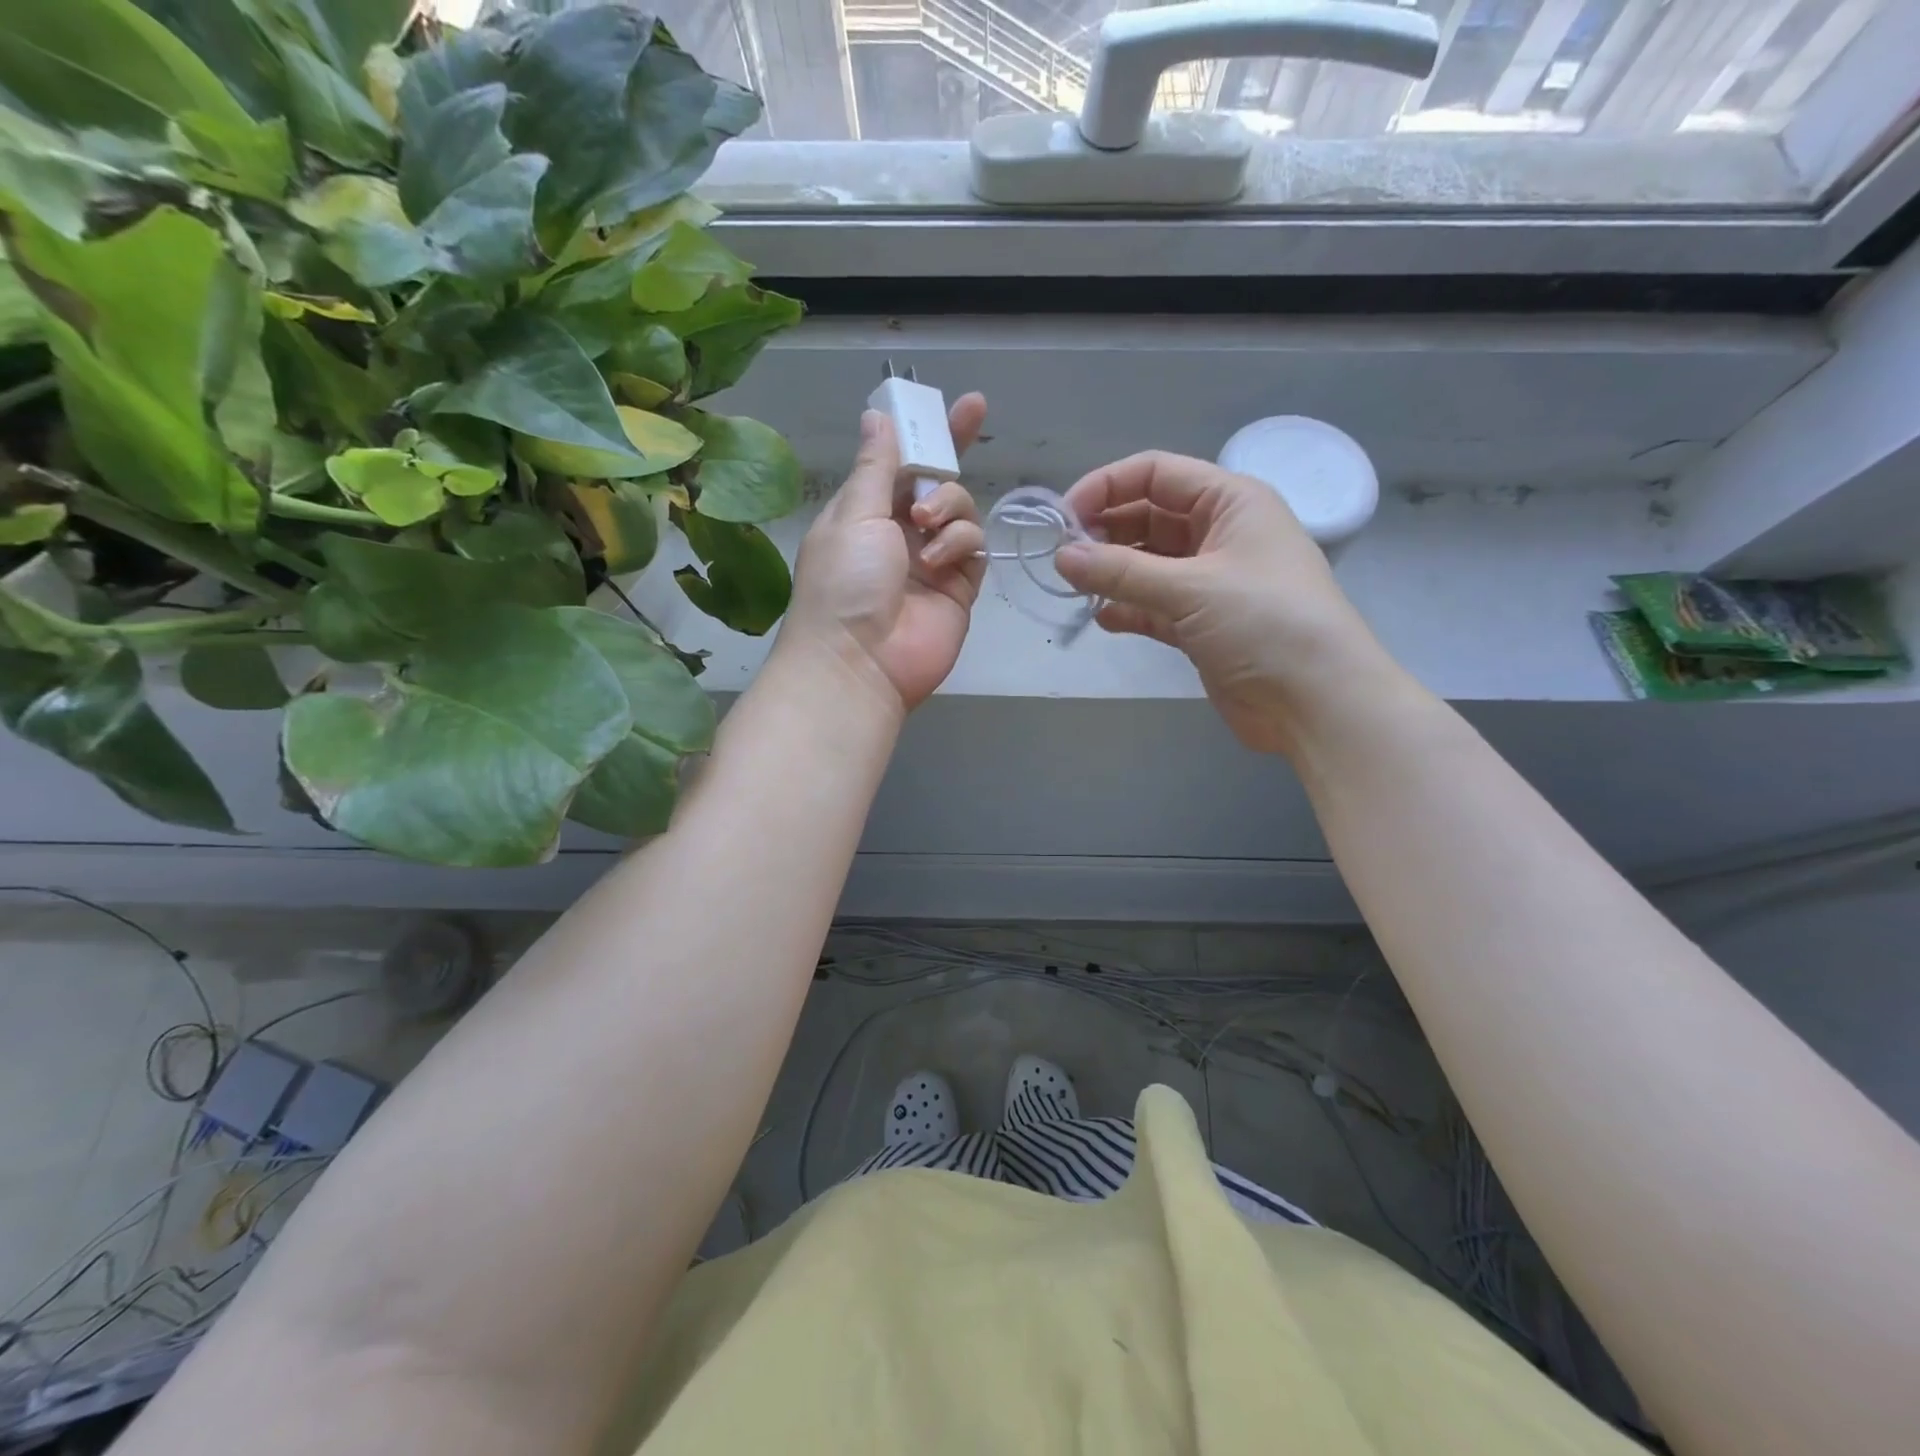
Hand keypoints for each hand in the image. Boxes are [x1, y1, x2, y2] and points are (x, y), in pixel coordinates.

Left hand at [780, 395, 988, 712]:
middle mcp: (900, 533)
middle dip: (952, 451)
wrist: (858, 664)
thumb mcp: (853, 515)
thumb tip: (876, 416)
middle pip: (938, 481)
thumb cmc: (843, 583)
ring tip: (925, 526)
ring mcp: (933, 561)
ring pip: (962, 510)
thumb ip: (876, 465)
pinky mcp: (959, 588)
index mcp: (866, 512)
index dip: (927, 432)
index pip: (901, 461)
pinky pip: (973, 547)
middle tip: (973, 416)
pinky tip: (938, 561)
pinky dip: (959, 543)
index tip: (957, 403)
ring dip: (948, 505)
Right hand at [1055, 452, 1392, 756]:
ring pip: (1148, 564)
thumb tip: (1060, 557)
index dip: (1107, 486)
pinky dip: (1128, 609)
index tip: (1063, 517)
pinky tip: (1103, 618)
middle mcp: (1220, 534)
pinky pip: (1154, 606)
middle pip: (1149, 517)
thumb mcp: (1191, 588)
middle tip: (1063, 558)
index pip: (1157, 474)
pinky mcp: (1202, 625)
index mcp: (1230, 502)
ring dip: (1112, 572)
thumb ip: (1121, 572)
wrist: (1317, 703)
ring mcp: (1211, 582)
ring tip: (1074, 587)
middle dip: (1105, 532)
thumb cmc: (1265, 624)